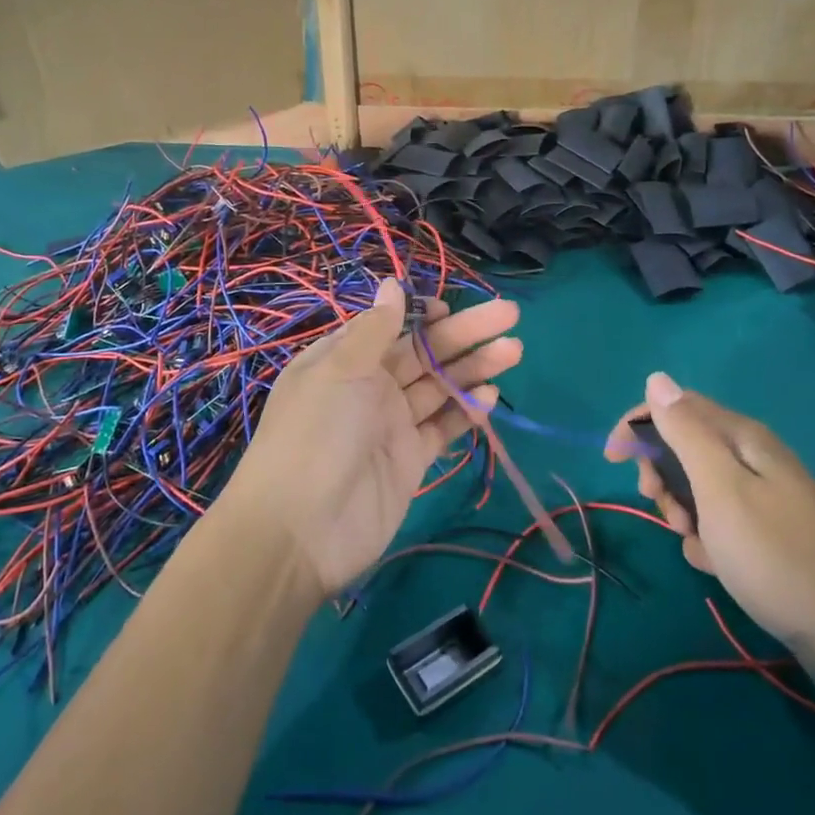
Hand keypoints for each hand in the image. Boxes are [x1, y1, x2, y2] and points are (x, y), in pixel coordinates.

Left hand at [222, 278, 521, 596]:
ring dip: (474, 369)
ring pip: (439, 388)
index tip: (452, 308)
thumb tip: (391, 283)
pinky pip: (442, 428)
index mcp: (344, 360)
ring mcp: (391, 425)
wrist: (300, 530)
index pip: (390, 327)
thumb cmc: (316, 434)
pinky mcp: (410, 461)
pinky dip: (466, 412)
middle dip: (465, 334)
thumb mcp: (339, 369)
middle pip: (424, 353)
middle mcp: (368, 388)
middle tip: (510, 315)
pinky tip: (490, 397)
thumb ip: (374, 329)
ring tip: (514, 350)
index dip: (422, 315)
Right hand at [606, 373, 814, 646]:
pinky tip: (714, 561)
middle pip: (685, 446)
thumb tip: (657, 378)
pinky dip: (706, 537)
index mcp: (742, 437)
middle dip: (661, 473)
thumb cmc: (772, 552)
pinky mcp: (768, 531)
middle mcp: (753, 457)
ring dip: (681, 509)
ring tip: (692, 540)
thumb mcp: (719, 487)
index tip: (613, 459)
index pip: (676, 407)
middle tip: (659, 505)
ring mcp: (763, 495)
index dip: (638, 425)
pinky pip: (719, 519)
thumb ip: (685, 431)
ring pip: (698, 486)